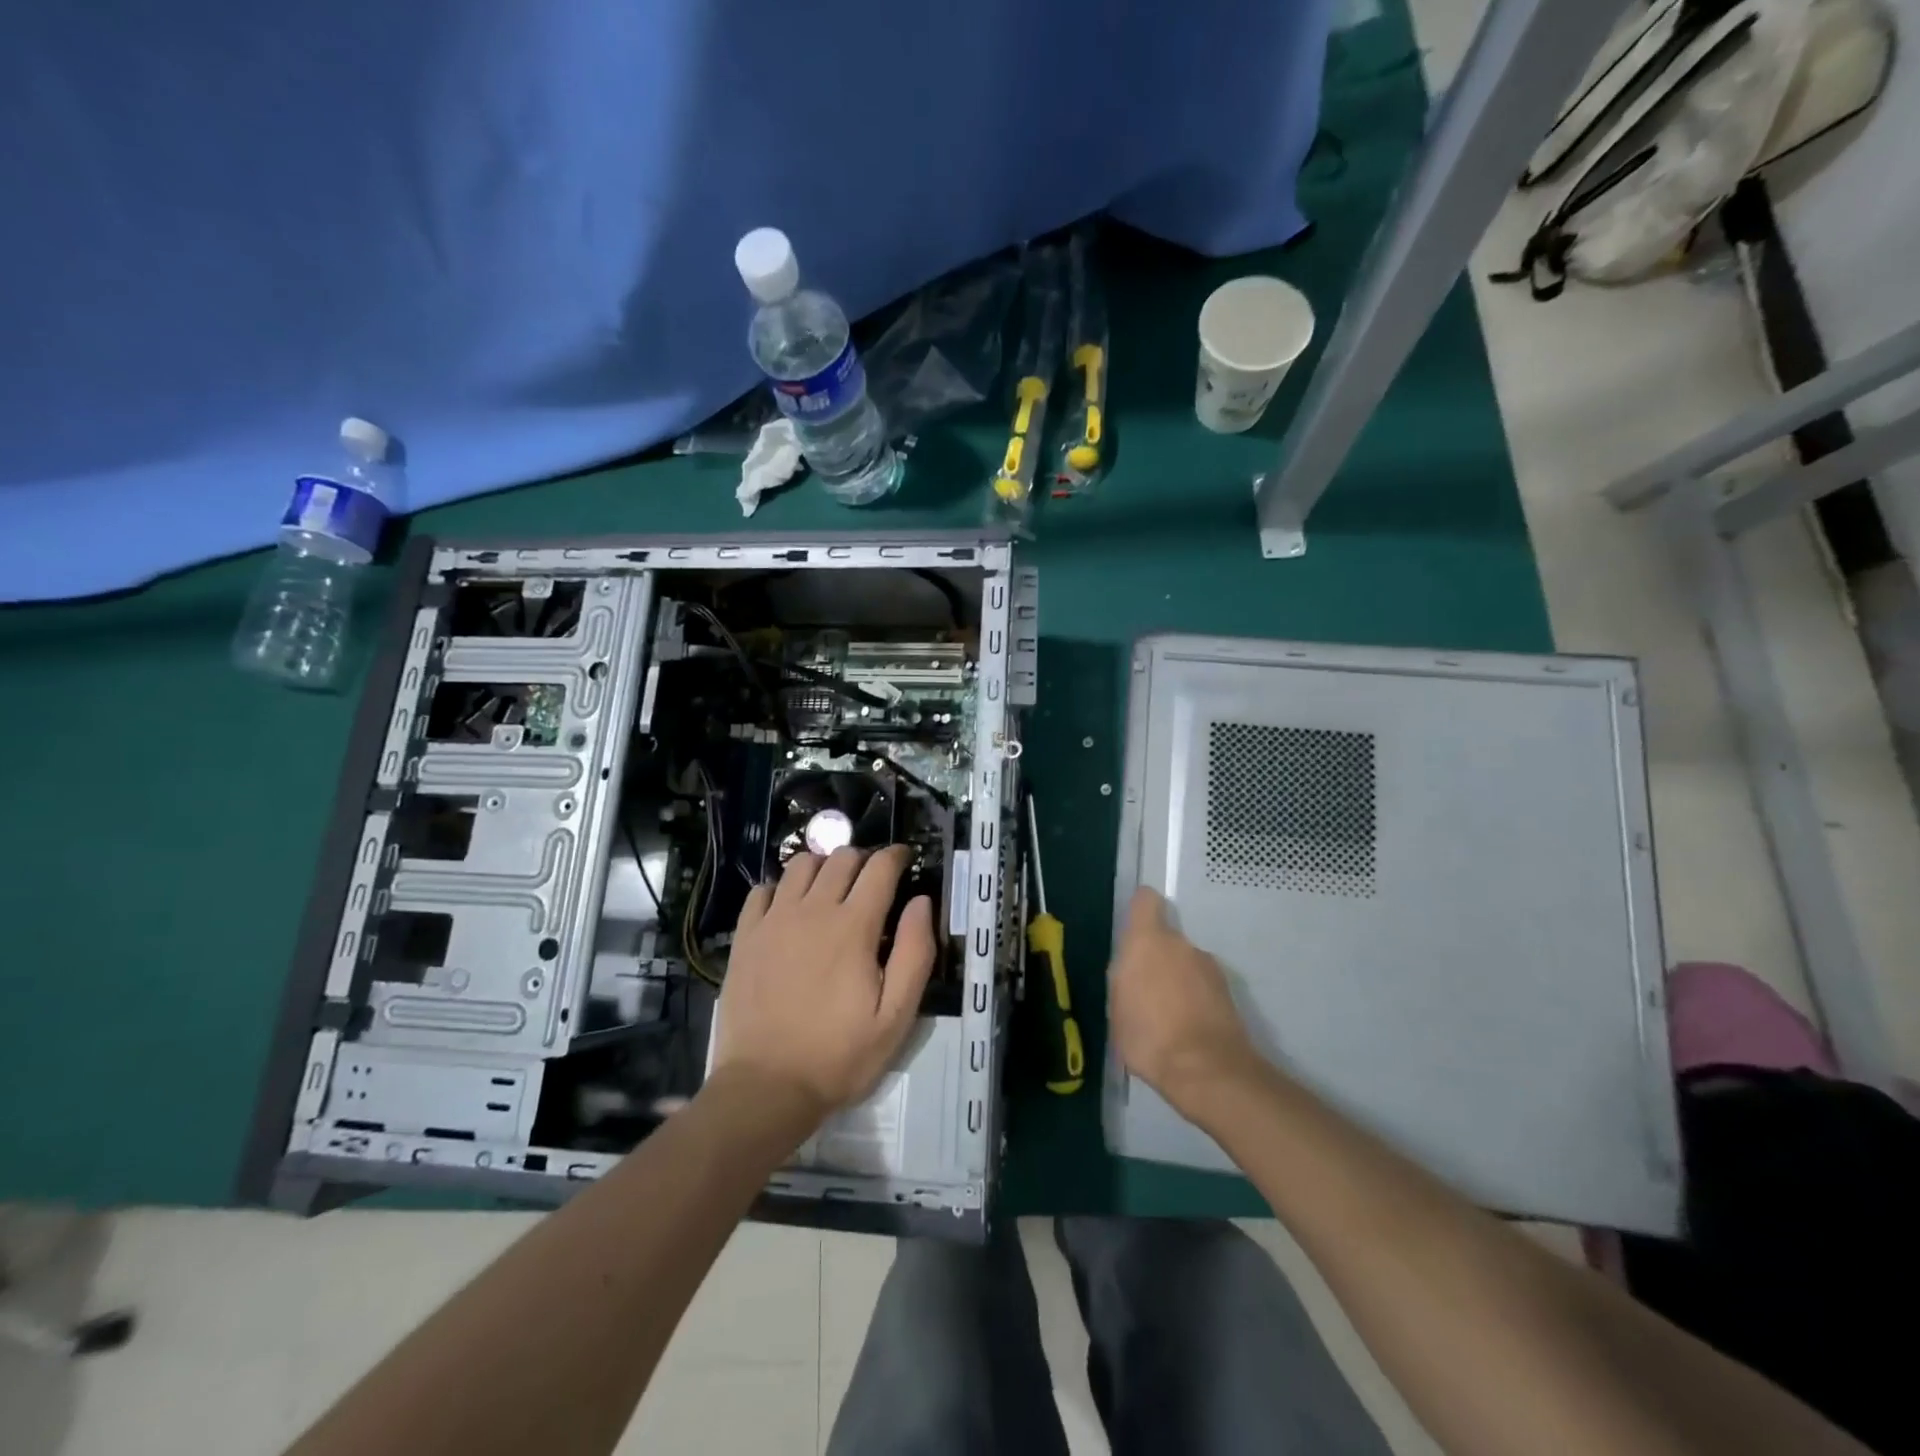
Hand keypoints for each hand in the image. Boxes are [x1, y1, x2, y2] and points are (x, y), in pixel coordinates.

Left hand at [713, 846, 934, 1123]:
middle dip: (863, 859)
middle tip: (872, 880)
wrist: (765, 1087)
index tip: (904, 859)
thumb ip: (915, 953)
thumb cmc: (839, 1056)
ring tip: (831, 887)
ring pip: (801, 865)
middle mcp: (813, 910)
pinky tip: (789, 908)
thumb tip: (921, 901)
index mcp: (854, 926)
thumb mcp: (896, 1016)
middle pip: (841, 858)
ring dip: (823, 866)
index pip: (880, 868)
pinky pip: (762, 890)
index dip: (896, 856)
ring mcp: (774, 920)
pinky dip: (781, 887)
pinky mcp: (746, 936)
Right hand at [1109, 886, 1262, 1113]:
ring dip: (1176, 979)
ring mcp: (1209, 966)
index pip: (1146, 900)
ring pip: (1185, 963)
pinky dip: (1194, 998)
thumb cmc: (1149, 1035)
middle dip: (1155, 957)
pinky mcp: (1228, 991)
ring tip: (1166, 1015)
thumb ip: (1124, 978)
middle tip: (1143, 990)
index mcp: (1148, 940)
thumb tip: (1132, 969)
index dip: (1139, 908)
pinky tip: (1185, 1027)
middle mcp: (1181, 944)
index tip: (1132, 927)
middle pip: (1165, 938)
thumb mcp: (1118, 1007)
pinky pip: (1201, 985)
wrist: (1207, 1070)